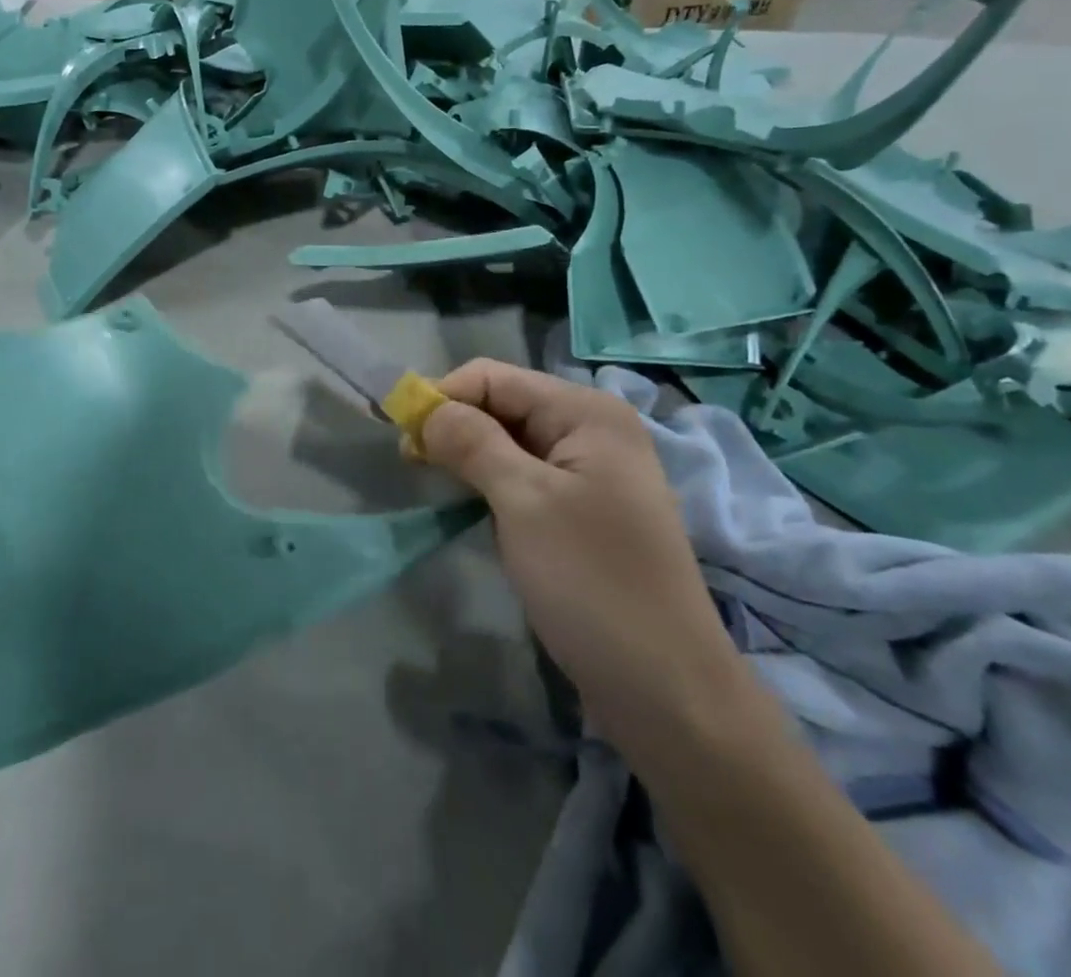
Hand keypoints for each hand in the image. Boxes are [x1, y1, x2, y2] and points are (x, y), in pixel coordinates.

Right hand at [418, 360, 741, 749]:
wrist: (667, 692)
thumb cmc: (592, 583)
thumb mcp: (523, 502)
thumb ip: (471, 442)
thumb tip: (427, 409)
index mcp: (586, 412)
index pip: (493, 377)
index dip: (443, 397)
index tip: (402, 439)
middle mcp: (592, 429)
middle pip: (504, 405)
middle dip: (455, 427)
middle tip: (413, 465)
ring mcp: (593, 472)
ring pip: (511, 443)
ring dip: (471, 458)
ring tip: (438, 488)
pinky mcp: (586, 510)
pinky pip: (527, 477)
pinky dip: (493, 485)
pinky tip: (475, 510)